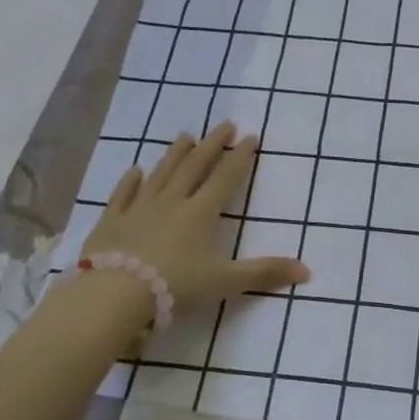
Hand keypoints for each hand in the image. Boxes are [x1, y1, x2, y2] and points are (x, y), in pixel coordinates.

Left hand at [72, 123, 309, 312]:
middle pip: (194, 166)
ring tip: (185, 136)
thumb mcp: (226, 282)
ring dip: (175, 154)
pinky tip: (134, 170)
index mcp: (201, 213)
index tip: (250, 136)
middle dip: (212, 144)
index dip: (239, 157)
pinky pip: (122, 195)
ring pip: (160, 174)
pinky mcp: (111, 221)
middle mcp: (172, 202)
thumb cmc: (176, 286)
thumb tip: (307, 271)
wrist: (115, 295)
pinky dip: (129, 182)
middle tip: (224, 124)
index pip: (225, 178)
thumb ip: (264, 273)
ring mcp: (138, 209)